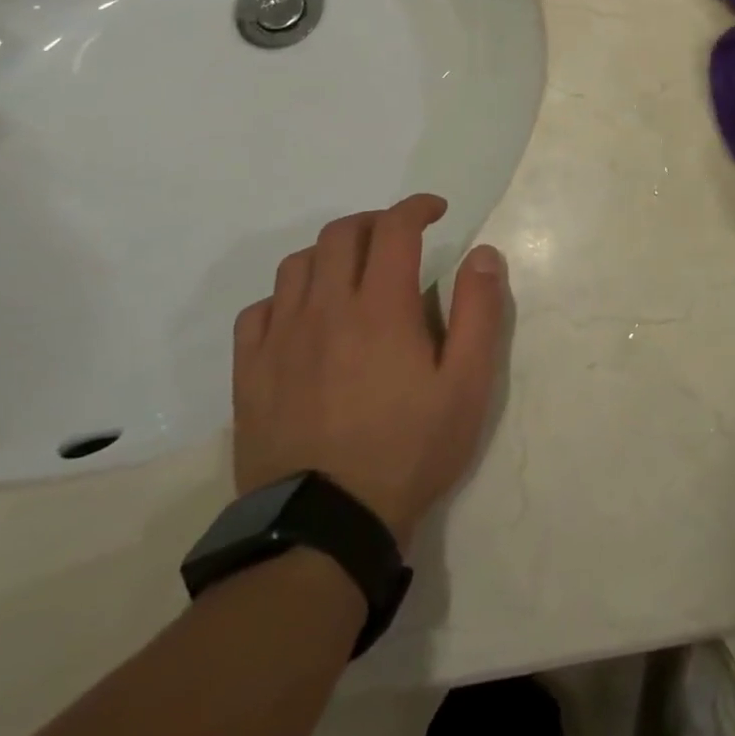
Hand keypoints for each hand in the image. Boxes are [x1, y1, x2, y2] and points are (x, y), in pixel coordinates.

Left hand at [231, 195, 506, 544]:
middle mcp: (326, 309)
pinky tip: (305, 315)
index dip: (417, 207)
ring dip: (331, 253)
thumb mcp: (467, 385)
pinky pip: (259, 309)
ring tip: (354, 272)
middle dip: (376, 221)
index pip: (395, 228)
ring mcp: (281, 340)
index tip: (436, 211)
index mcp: (382, 307)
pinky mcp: (251, 373)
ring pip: (297, 264)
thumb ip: (479, 312)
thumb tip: (483, 254)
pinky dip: (286, 296)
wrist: (323, 528)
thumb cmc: (409, 451)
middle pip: (342, 234)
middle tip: (400, 238)